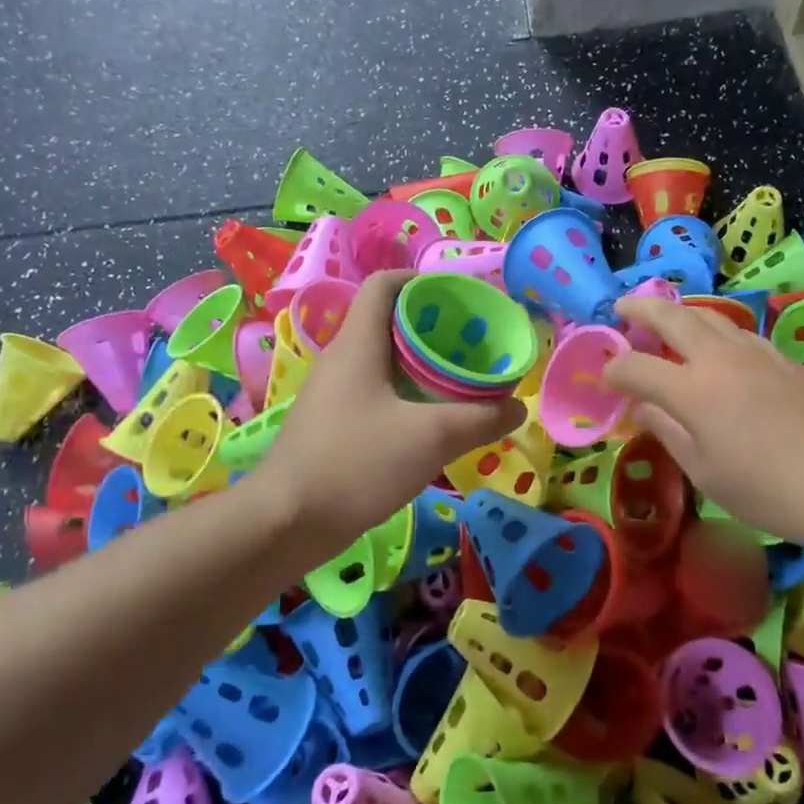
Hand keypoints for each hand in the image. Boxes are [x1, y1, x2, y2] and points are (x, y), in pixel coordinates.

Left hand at [250, 271, 524, 559]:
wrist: (287, 523)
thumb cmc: (356, 464)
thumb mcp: (431, 438)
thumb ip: (480, 419)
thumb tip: (517, 408)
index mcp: (358, 344)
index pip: (384, 285)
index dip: (421, 280)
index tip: (459, 298)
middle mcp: (341, 360)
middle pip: (388, 322)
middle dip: (433, 327)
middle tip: (473, 344)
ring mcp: (333, 394)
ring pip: (382, 361)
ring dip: (421, 365)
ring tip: (460, 381)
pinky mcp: (331, 425)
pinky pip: (374, 393)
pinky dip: (405, 395)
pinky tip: (430, 421)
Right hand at [603, 294, 803, 553]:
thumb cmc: (766, 490)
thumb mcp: (704, 472)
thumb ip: (667, 431)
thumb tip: (642, 407)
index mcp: (693, 390)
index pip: (636, 366)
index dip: (614, 369)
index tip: (606, 378)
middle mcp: (720, 358)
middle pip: (671, 316)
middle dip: (640, 307)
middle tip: (621, 306)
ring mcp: (757, 352)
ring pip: (709, 314)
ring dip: (679, 311)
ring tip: (665, 319)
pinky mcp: (784, 358)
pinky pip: (738, 331)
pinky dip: (714, 329)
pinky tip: (716, 346)